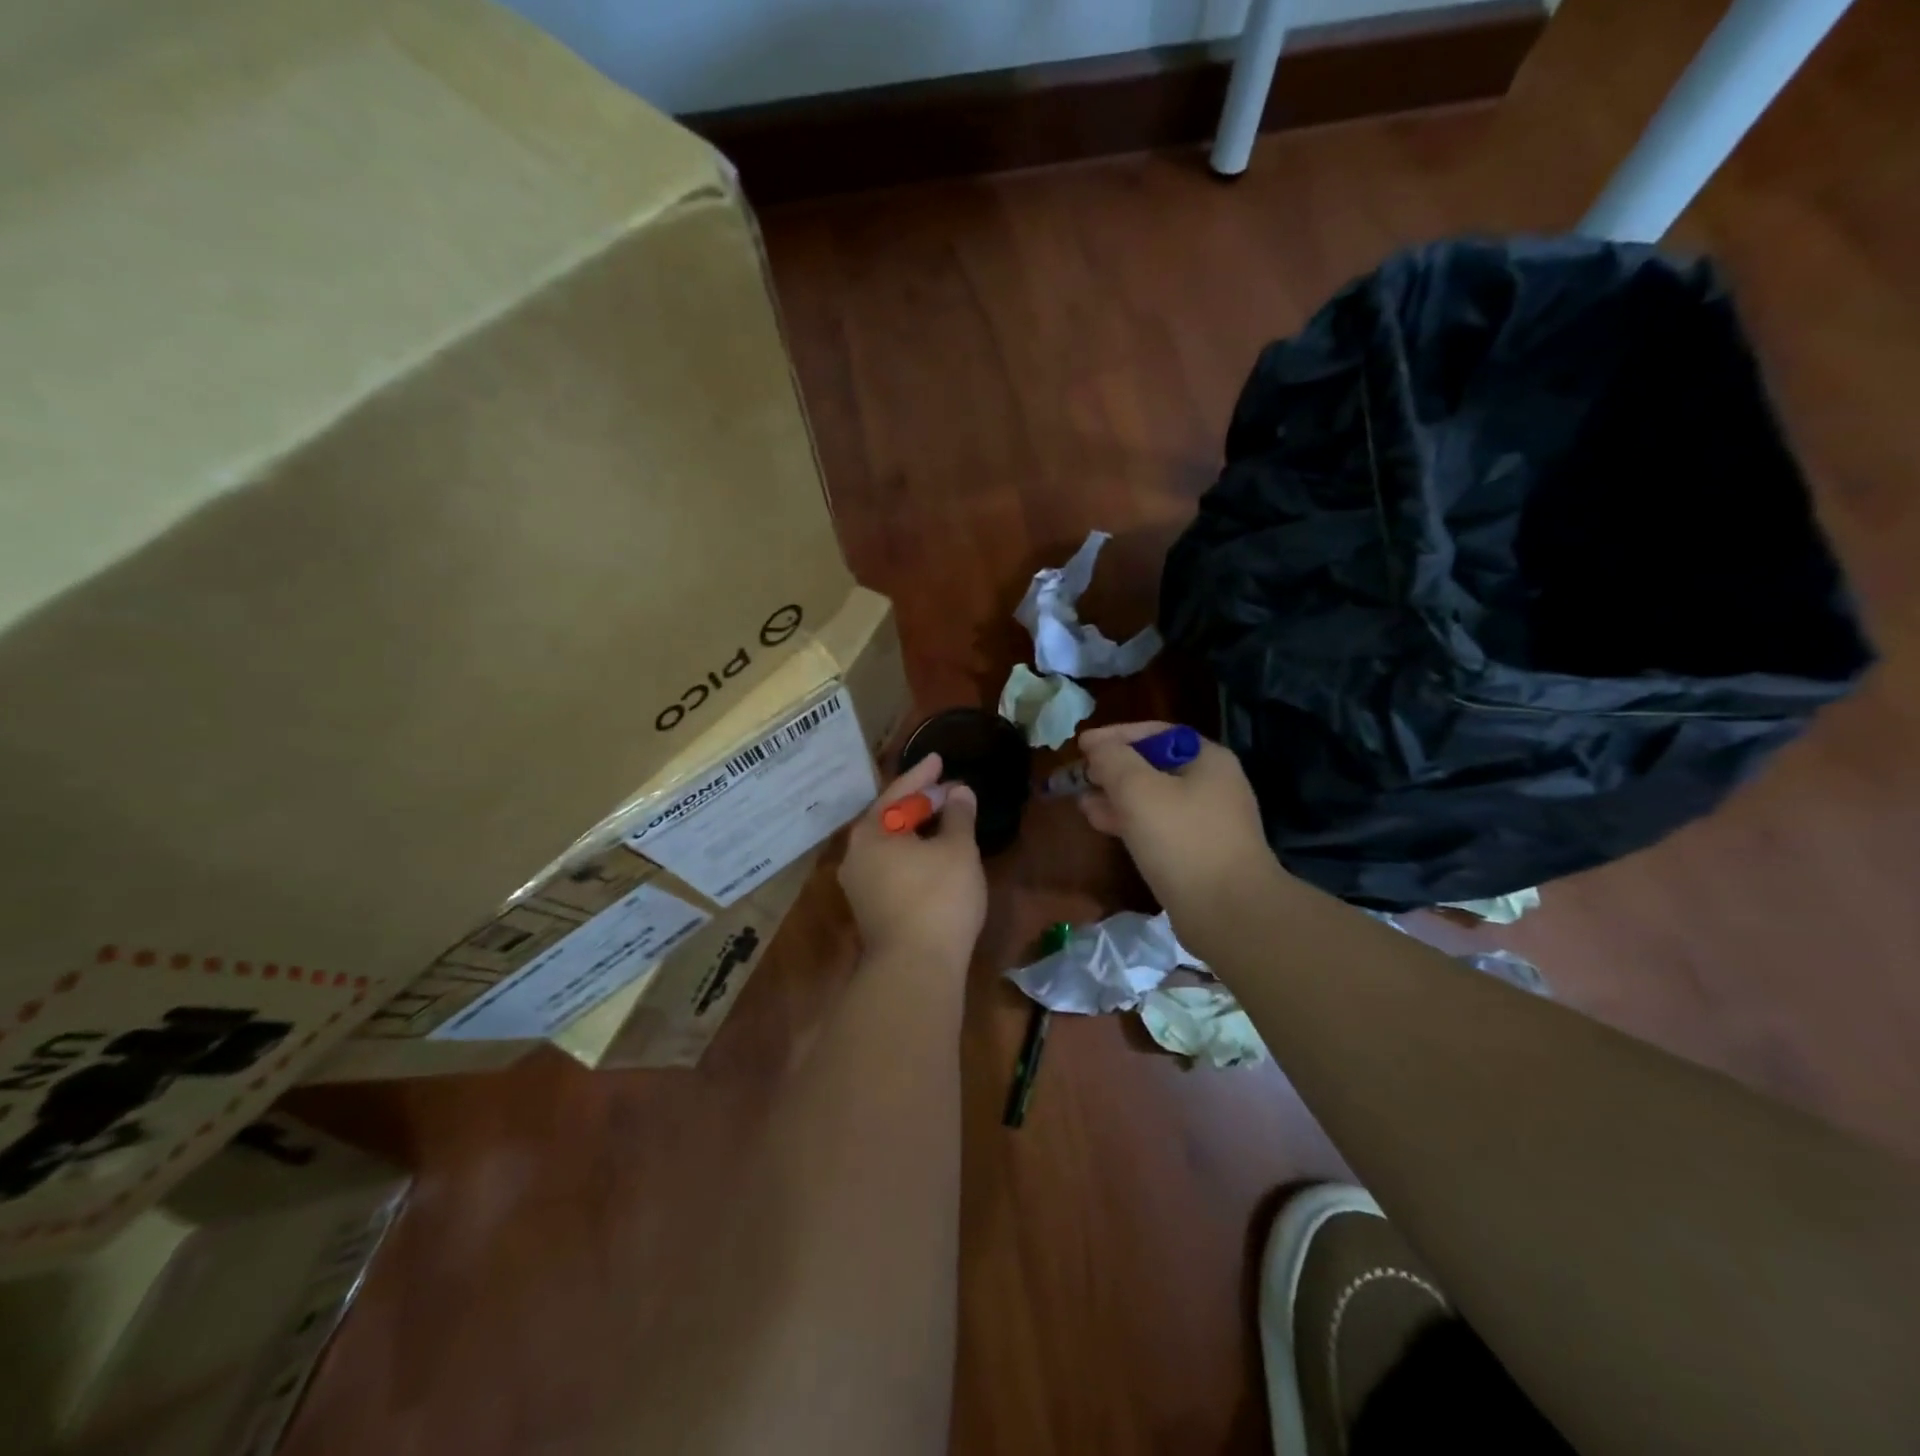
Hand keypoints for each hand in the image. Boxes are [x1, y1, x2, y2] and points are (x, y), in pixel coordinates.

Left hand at [839, 753, 986, 969]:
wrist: (915, 968)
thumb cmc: (938, 898)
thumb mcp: (957, 850)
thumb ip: (958, 815)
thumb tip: (959, 792)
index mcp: (871, 833)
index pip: (897, 792)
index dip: (922, 775)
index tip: (939, 759)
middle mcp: (856, 855)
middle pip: (890, 818)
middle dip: (921, 803)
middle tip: (948, 790)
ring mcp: (859, 885)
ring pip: (891, 845)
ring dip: (918, 830)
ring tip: (945, 819)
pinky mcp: (871, 910)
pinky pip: (892, 867)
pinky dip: (913, 854)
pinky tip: (935, 856)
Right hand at [1075, 721, 1278, 920]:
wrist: (1230, 912)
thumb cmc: (1183, 840)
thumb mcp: (1138, 790)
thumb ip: (1112, 760)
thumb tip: (1097, 747)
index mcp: (1207, 759)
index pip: (1155, 733)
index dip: (1114, 736)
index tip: (1080, 745)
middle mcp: (1212, 784)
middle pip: (1153, 765)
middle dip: (1112, 769)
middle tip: (1078, 776)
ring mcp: (1207, 821)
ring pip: (1152, 798)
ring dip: (1116, 797)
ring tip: (1082, 802)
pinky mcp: (1198, 852)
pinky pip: (1158, 826)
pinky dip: (1130, 821)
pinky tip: (1103, 825)